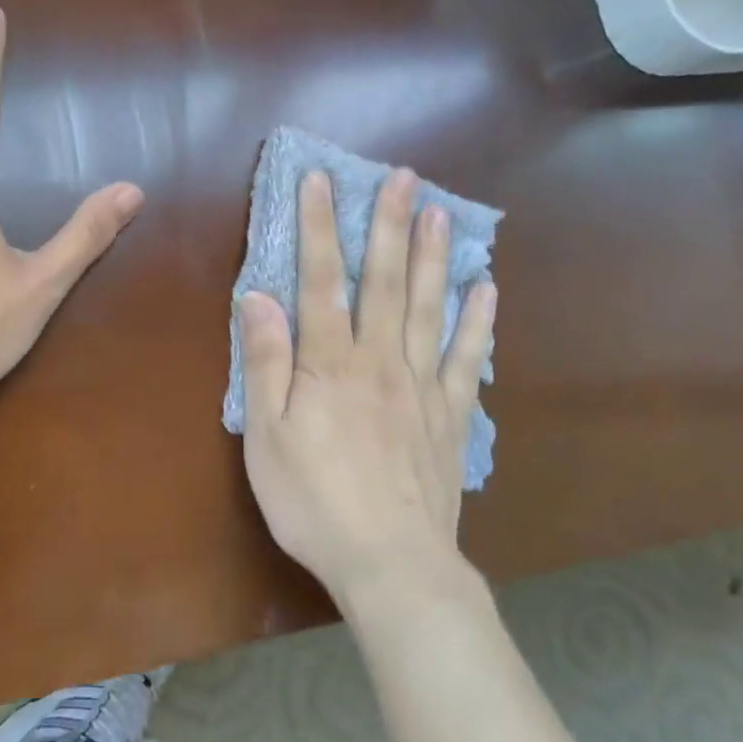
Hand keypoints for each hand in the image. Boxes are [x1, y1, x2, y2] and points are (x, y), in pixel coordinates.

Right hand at [236, 168, 495, 602]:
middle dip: (389, 225)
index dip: (319, 227)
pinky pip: (468, 359)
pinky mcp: (451, 415)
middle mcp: (380, 359)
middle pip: (385, 281)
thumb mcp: (265, 436)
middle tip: (403, 177)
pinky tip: (485, 290)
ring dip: (434, 257)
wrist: (391, 564)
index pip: (320, 280)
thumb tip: (257, 296)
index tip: (321, 180)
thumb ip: (265, 362)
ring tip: (442, 212)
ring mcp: (422, 385)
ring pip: (429, 308)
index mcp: (330, 363)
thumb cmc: (314, 501)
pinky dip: (478, 322)